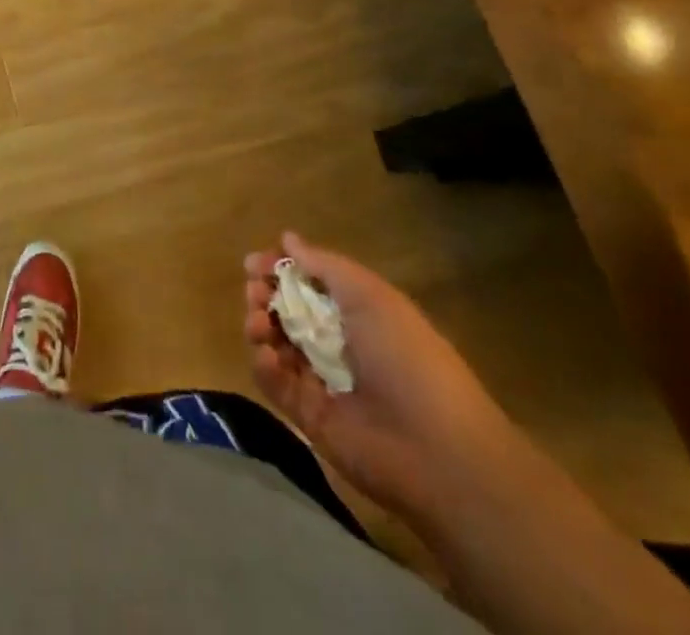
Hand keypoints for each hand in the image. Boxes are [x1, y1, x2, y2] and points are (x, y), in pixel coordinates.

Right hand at [244, 234, 518, 521]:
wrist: (434, 449)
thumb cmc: (406, 355)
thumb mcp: (369, 294)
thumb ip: (324, 265)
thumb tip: (287, 239)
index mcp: (358, 311)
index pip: (308, 281)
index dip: (280, 268)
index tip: (255, 263)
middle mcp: (339, 341)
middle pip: (287, 309)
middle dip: (264, 295)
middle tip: (255, 293)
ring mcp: (323, 379)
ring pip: (276, 342)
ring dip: (260, 325)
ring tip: (260, 325)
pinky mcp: (309, 415)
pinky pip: (275, 382)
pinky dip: (264, 364)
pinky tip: (267, 354)